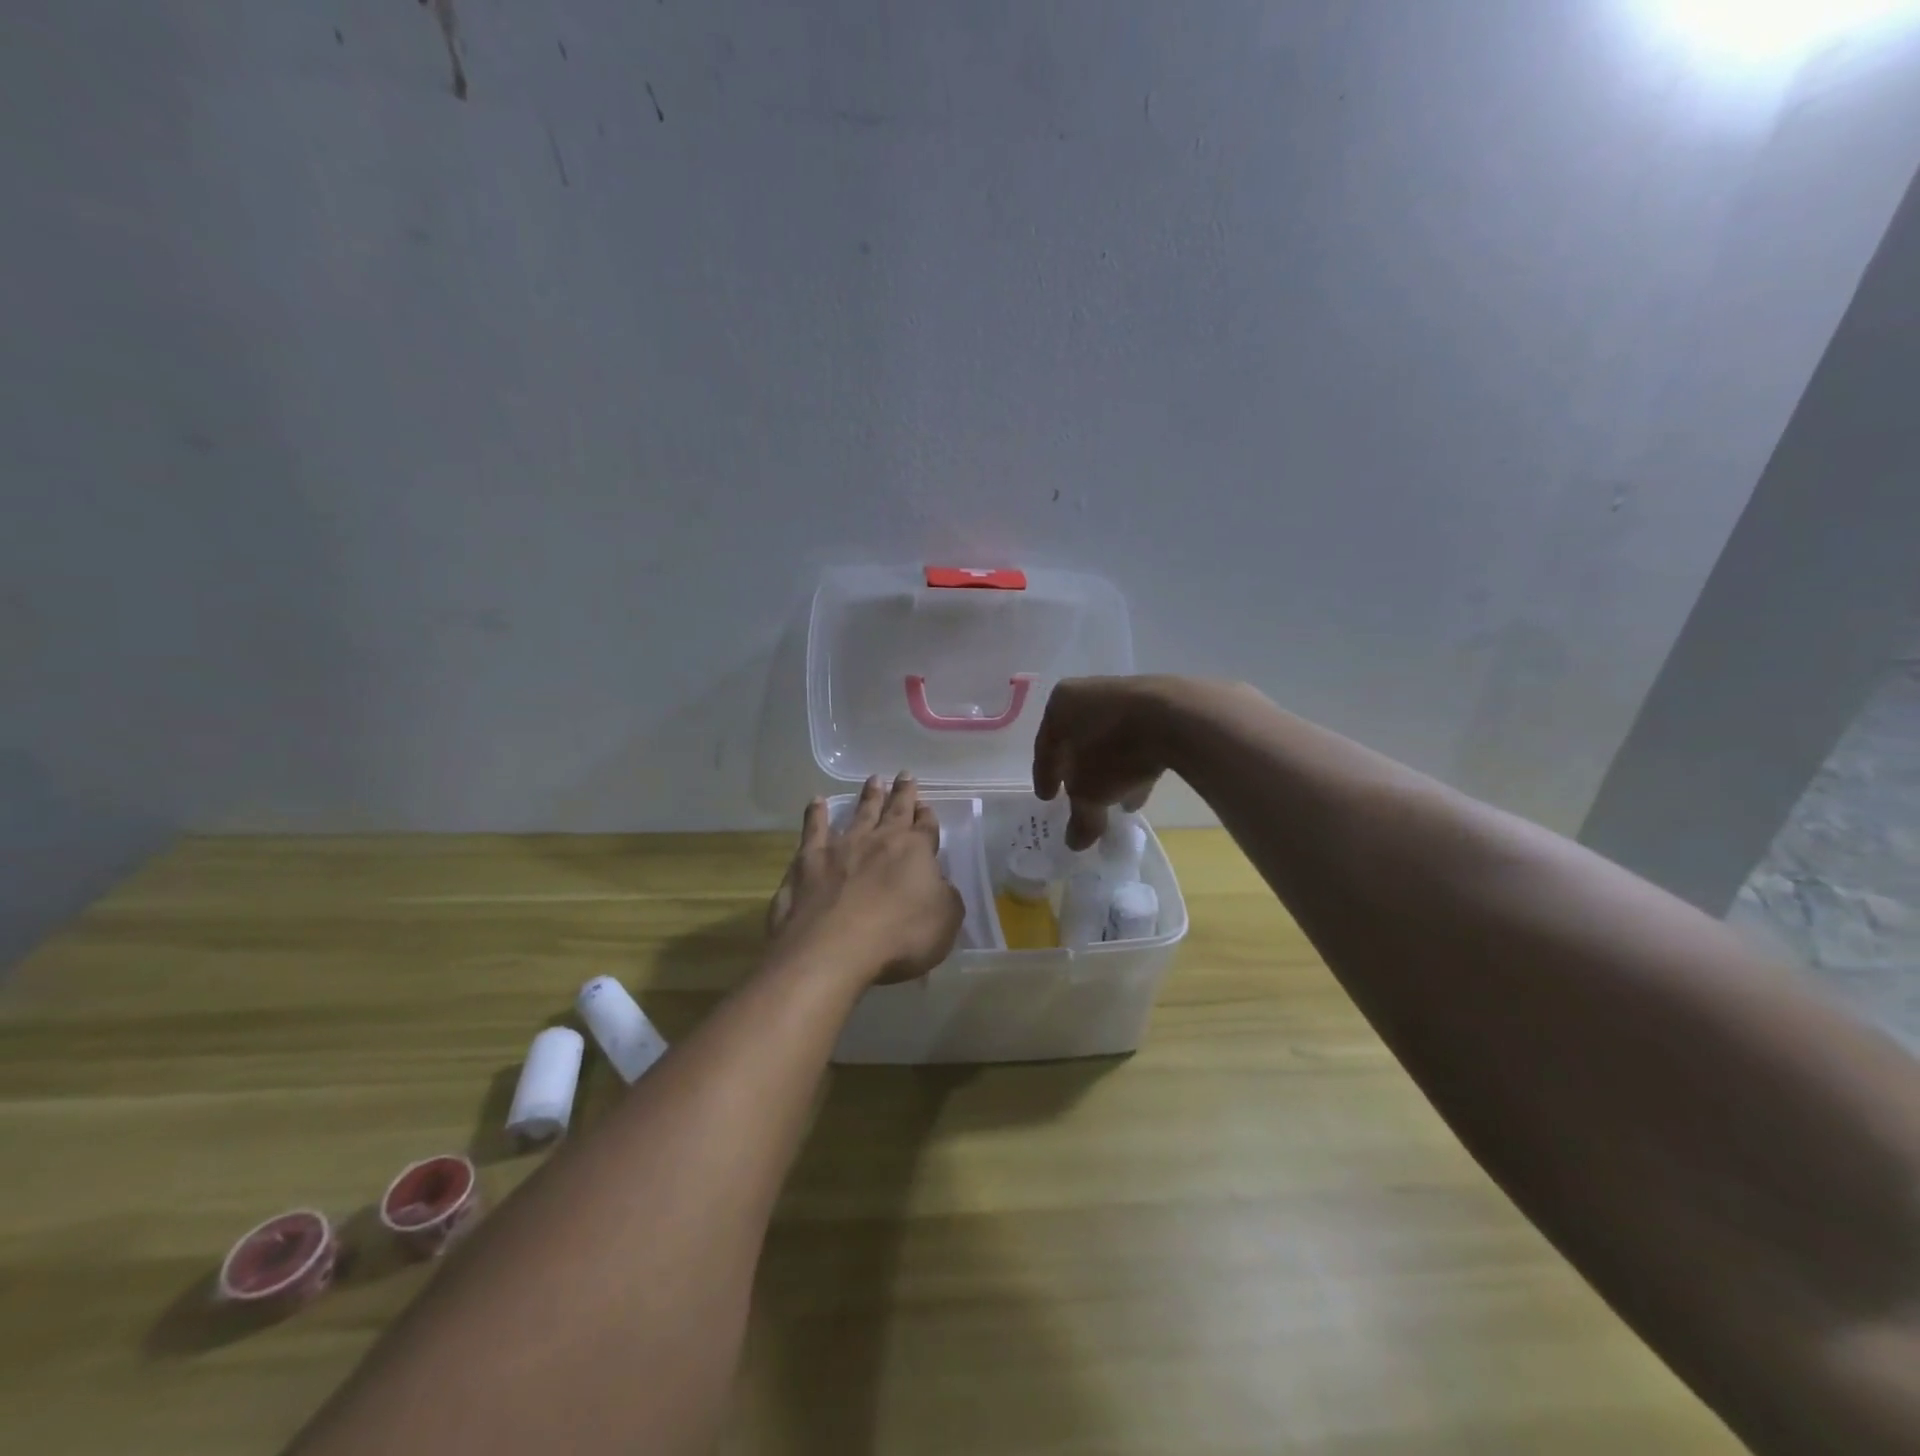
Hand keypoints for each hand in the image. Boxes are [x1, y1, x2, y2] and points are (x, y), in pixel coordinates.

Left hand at [766, 773, 964, 985]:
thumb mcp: (945, 921)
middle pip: (895, 810)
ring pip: (859, 813)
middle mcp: (880, 840)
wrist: (835, 947)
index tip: (926, 806)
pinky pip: (814, 829)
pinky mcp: (809, 860)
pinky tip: (816, 801)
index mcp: (916, 852)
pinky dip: (815, 814)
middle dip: (902, 793)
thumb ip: (946, 897)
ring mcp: (842, 846)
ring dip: (868, 796)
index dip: (928, 817)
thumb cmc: (899, 937)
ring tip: (873, 780)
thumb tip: (939, 884)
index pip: (926, 828)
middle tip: (904, 774)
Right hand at [1032, 675, 1187, 849]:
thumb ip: (1080, 818)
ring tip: (1118, 800)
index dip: (1045, 777)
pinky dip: (1134, 761)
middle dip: (1080, 772)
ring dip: (1111, 770)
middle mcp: (1088, 692)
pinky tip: (1142, 786)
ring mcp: (1125, 693)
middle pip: (1078, 740)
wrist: (1177, 718)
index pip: (1045, 747)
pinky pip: (1137, 737)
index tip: (1048, 799)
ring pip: (1110, 740)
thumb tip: (1075, 842)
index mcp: (1060, 704)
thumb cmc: (1114, 751)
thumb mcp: (1090, 794)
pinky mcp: (1158, 701)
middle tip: (1081, 797)